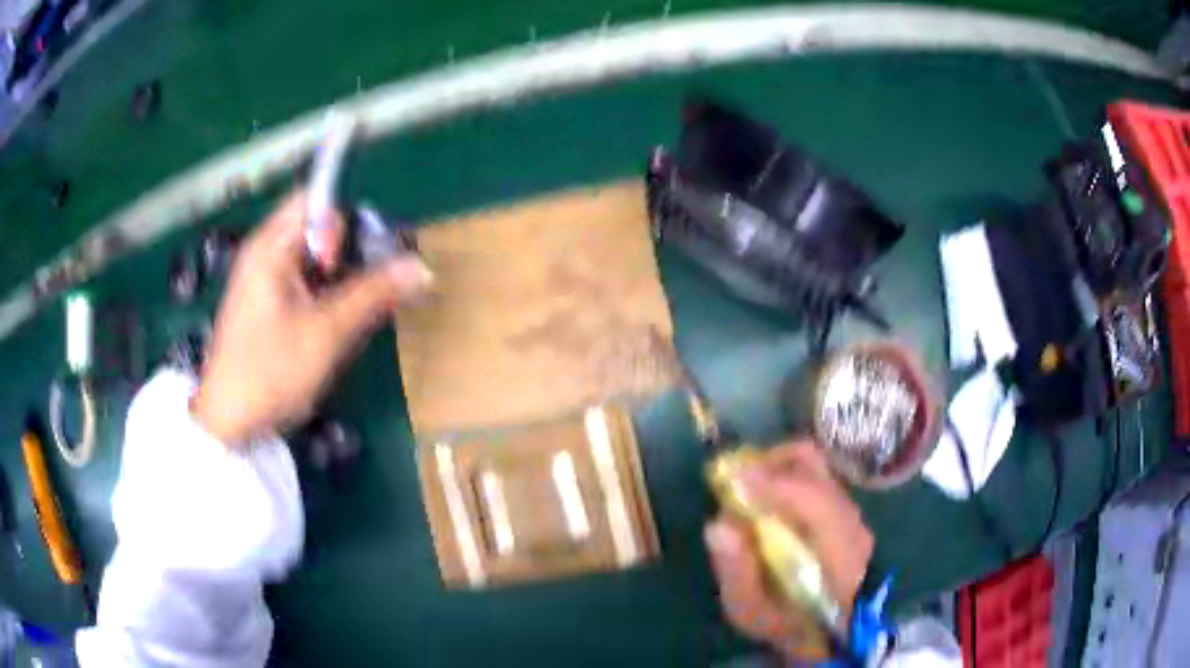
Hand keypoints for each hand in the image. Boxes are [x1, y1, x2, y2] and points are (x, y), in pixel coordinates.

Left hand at [192, 191, 432, 445]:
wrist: (229, 425)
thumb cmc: (270, 372)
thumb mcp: (328, 332)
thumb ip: (374, 294)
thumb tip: (421, 267)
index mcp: (270, 246)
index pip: (317, 200)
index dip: (344, 222)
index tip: (356, 262)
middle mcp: (264, 253)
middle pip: (317, 229)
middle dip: (347, 253)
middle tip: (364, 290)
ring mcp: (262, 281)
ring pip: (312, 259)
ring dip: (338, 279)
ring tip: (348, 315)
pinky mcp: (265, 306)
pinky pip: (303, 283)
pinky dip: (323, 296)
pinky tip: (330, 327)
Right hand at [704, 441, 873, 658]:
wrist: (829, 628)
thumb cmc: (787, 624)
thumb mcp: (753, 612)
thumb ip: (736, 572)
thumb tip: (717, 525)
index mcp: (837, 549)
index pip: (810, 497)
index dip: (770, 483)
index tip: (730, 480)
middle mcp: (850, 519)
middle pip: (812, 466)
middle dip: (767, 462)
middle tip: (733, 478)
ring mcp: (852, 510)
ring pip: (814, 466)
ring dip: (776, 467)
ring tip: (746, 486)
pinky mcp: (845, 509)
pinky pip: (815, 477)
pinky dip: (786, 477)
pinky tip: (767, 499)